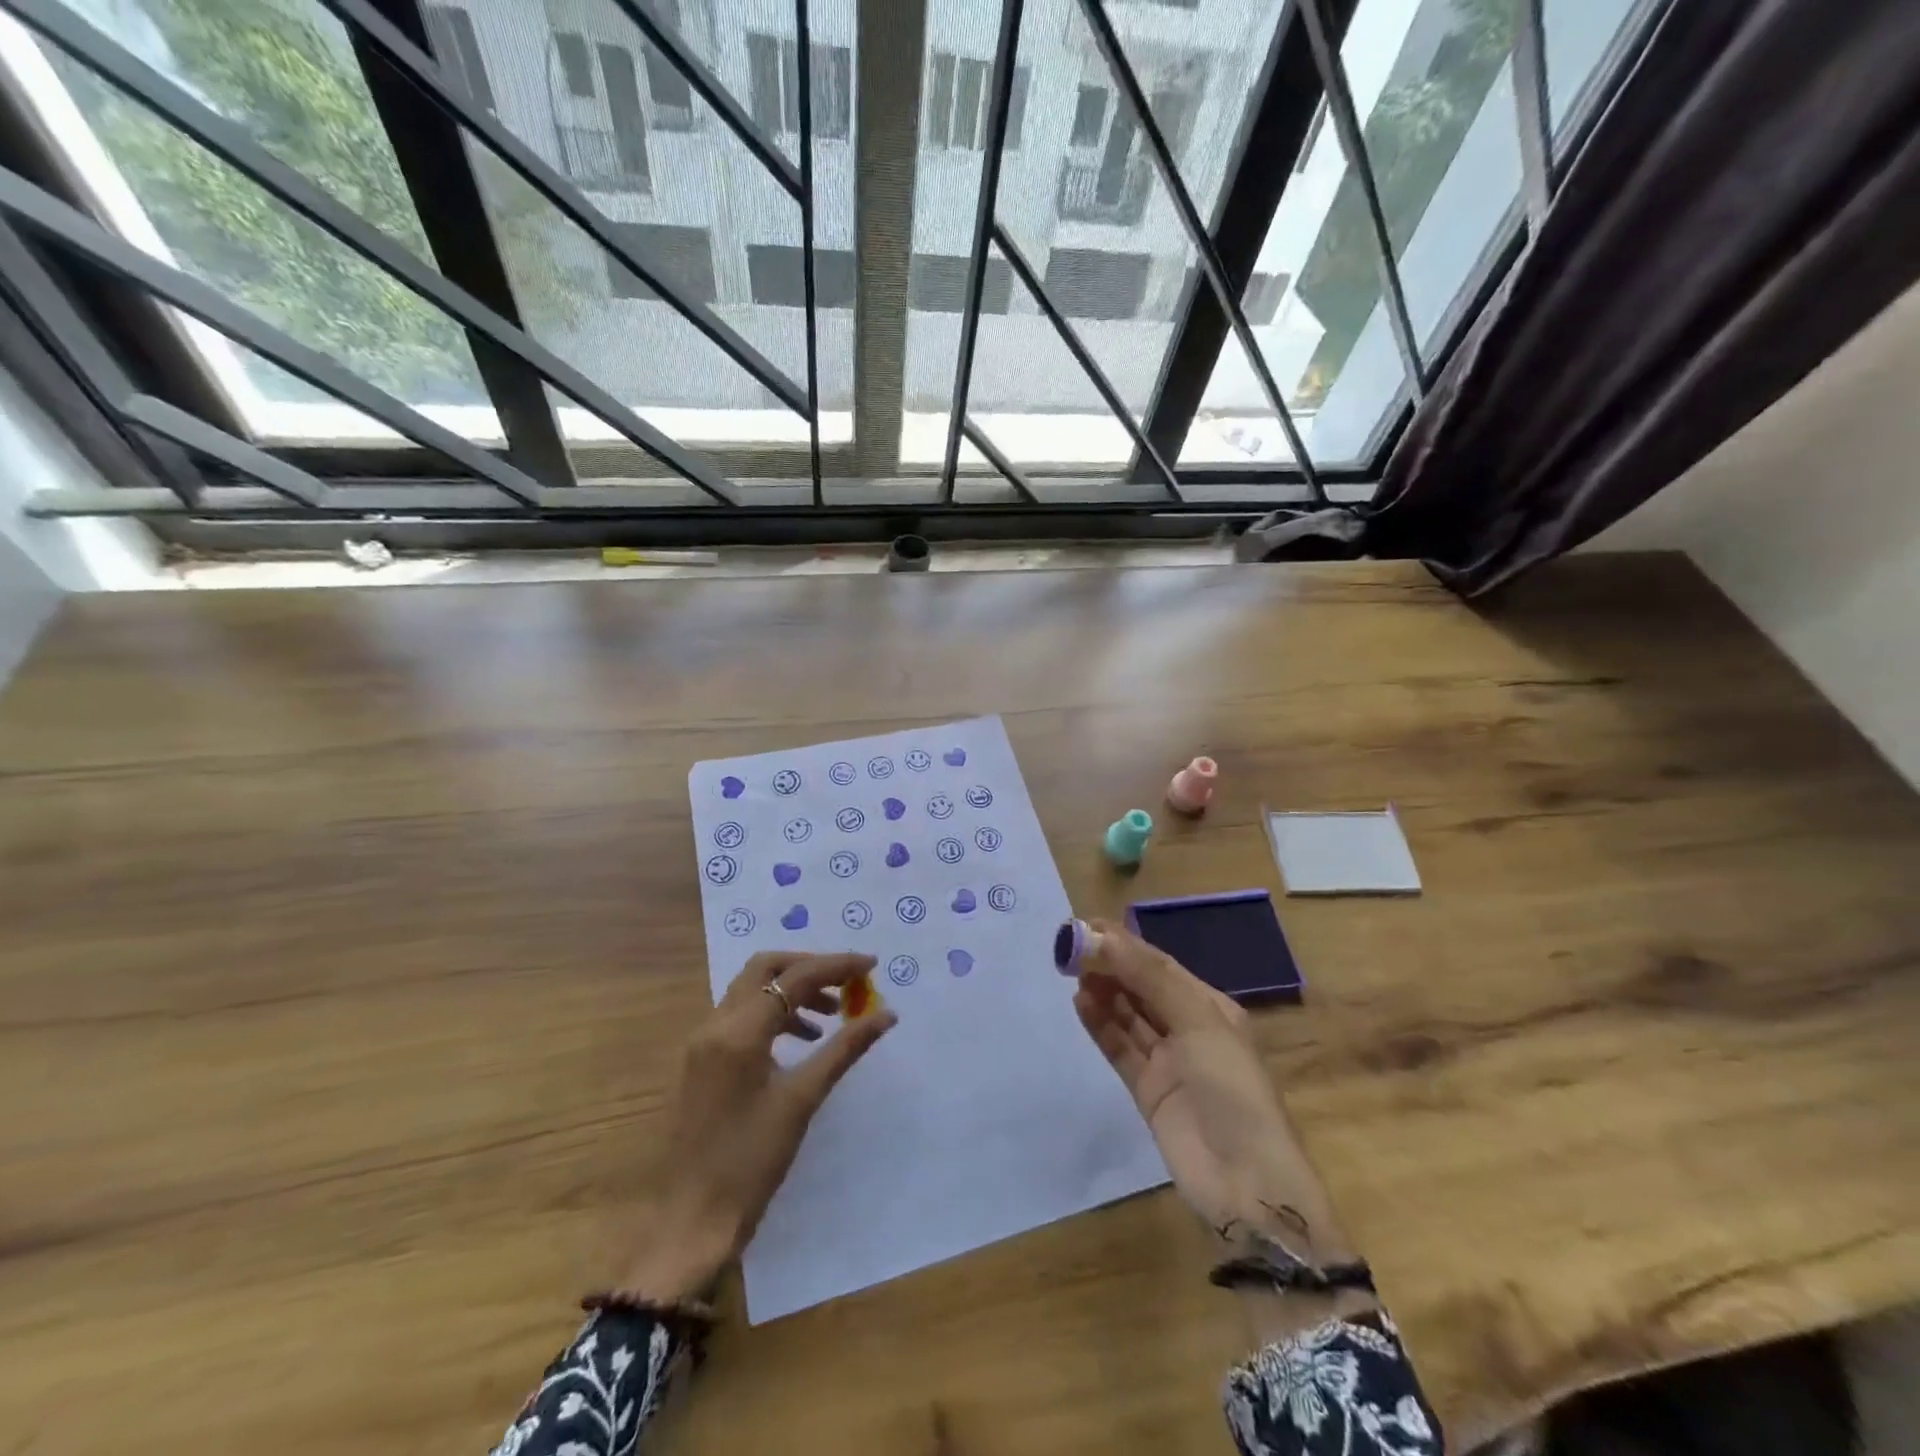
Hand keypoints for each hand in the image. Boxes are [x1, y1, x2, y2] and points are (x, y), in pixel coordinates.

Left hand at [622, 951, 896, 1302]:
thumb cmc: (751, 1162)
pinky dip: (774, 1014)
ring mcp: (702, 1043)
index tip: (871, 965)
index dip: (837, 965)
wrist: (691, 1222)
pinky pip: (741, 1016)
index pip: (795, 977)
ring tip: (832, 1016)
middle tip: (847, 983)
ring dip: (793, 991)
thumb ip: (844, 1049)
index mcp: (738, 1031)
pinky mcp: (700, 1062)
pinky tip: (801, 1042)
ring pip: (751, 990)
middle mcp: (714, 1025)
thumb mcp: (802, 1100)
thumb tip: (886, 1015)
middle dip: (810, 967)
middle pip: (765, 968)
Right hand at [1071, 922, 1350, 1264]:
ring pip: (1128, 1016)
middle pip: (1142, 988)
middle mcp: (1189, 1029)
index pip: (1160, 965)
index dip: (1124, 944)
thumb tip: (1103, 937)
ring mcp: (1168, 1062)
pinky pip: (1120, 1048)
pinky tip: (1080, 1003)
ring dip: (1103, 992)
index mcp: (1210, 1007)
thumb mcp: (1199, 1022)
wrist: (1247, 1184)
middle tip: (1070, 947)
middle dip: (1110, 965)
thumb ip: (1150, 979)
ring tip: (1071, 970)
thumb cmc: (1232, 1089)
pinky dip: (1101, 1025)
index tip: (1086, 925)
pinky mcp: (1148, 1091)